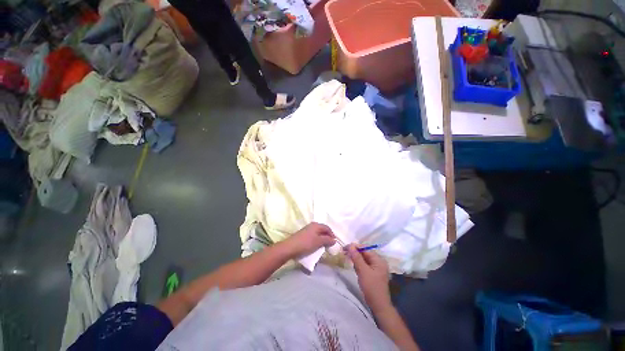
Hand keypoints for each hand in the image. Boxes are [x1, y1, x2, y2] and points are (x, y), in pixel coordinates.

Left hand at [285, 222, 335, 256]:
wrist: (290, 247)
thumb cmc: (306, 243)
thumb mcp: (318, 242)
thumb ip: (327, 240)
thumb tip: (334, 240)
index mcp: (316, 225)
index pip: (327, 228)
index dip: (332, 234)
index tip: (334, 242)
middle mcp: (312, 225)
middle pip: (322, 230)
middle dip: (327, 237)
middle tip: (330, 245)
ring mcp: (307, 230)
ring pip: (318, 233)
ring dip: (322, 239)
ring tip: (324, 246)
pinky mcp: (303, 235)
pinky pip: (313, 236)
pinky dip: (317, 240)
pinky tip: (316, 246)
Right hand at [346, 245, 391, 311]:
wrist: (378, 306)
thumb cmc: (371, 287)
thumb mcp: (363, 271)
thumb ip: (356, 257)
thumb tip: (351, 245)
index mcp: (379, 259)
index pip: (365, 249)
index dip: (355, 247)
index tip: (345, 248)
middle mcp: (379, 262)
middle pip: (365, 253)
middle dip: (355, 253)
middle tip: (344, 253)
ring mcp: (376, 268)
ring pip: (364, 259)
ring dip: (356, 259)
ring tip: (348, 259)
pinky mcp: (373, 274)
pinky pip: (365, 265)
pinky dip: (359, 265)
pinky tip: (354, 266)